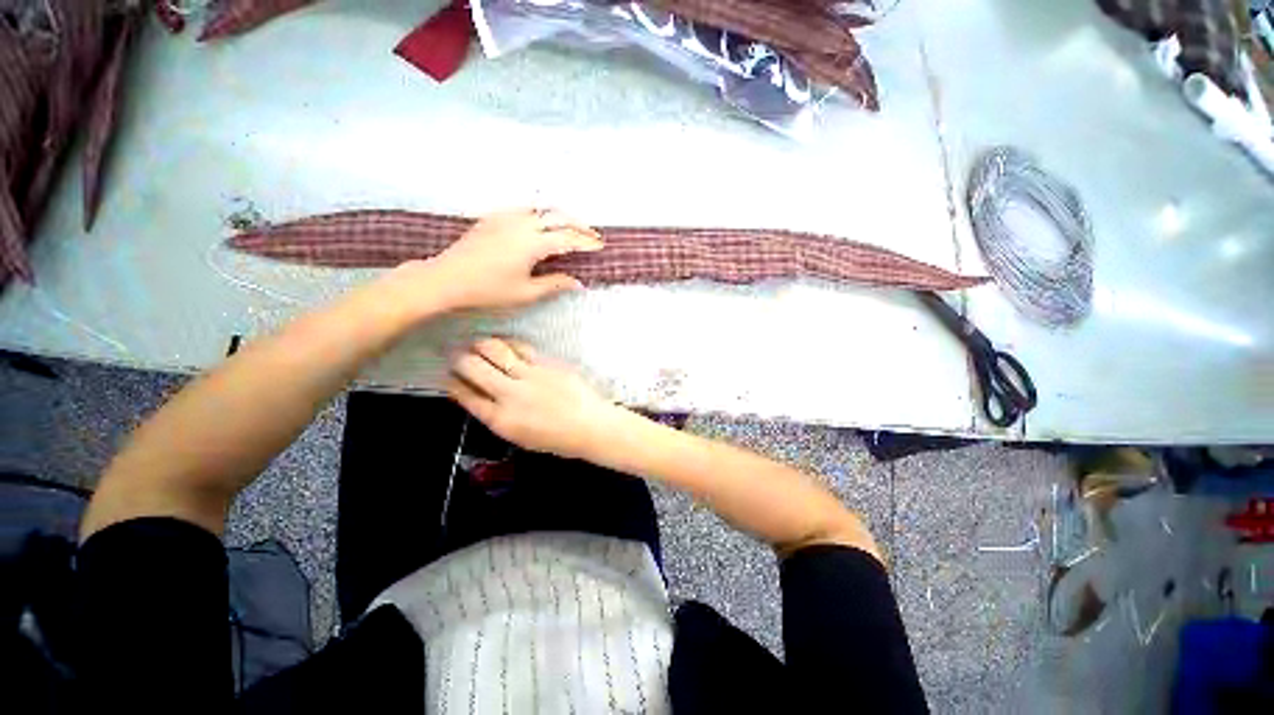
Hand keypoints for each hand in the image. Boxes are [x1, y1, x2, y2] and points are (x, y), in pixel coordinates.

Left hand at [425, 208, 602, 311]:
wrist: (446, 278)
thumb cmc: (488, 290)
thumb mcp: (526, 293)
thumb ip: (554, 284)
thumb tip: (578, 283)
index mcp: (532, 243)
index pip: (567, 239)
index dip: (586, 242)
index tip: (600, 246)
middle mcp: (522, 223)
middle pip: (558, 217)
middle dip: (579, 225)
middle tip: (593, 235)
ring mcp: (507, 217)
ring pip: (542, 209)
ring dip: (561, 216)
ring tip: (573, 227)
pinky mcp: (494, 217)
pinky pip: (525, 209)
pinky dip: (542, 214)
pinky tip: (543, 223)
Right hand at [447, 337, 623, 459]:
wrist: (590, 426)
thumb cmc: (556, 438)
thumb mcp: (519, 436)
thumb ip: (496, 416)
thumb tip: (478, 396)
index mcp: (500, 419)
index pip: (465, 395)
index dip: (453, 382)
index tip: (449, 375)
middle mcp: (509, 394)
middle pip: (473, 367)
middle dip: (459, 358)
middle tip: (458, 354)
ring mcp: (529, 375)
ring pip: (494, 349)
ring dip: (480, 345)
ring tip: (478, 344)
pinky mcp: (547, 363)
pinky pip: (520, 346)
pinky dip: (508, 343)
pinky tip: (505, 343)